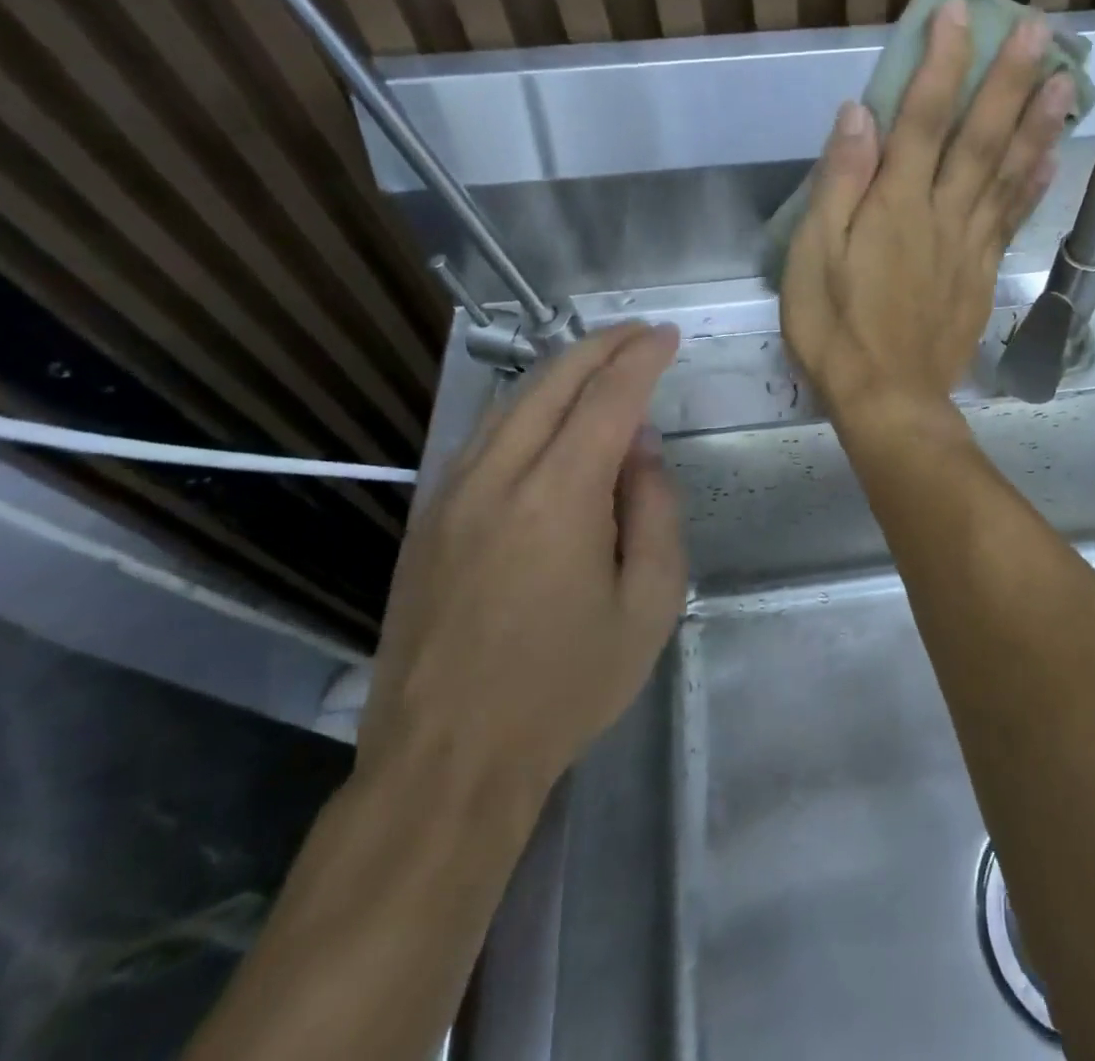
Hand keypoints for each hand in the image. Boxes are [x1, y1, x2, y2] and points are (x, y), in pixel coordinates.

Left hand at [355, 322, 685, 847]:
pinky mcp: (428, 520)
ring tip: (599, 364)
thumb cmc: (565, 687)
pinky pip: (483, 439)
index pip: (608, 399)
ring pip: (510, 404)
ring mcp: (451, 496)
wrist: (447, 761)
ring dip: (559, 373)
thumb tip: (640, 449)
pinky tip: (546, 419)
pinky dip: (525, 409)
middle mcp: (497, 478)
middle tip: (637, 334)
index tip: (667, 336)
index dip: (641, 359)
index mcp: (558, 497)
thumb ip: (653, 512)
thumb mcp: (648, 605)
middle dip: (599, 346)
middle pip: (551, 383)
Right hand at [781, 0, 1071, 426]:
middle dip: (1010, 79)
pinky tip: (1052, 157)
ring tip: (1067, 79)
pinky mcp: (983, 275)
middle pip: (981, 137)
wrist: (888, 399)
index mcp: (896, 205)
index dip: (943, 62)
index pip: (924, 118)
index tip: (959, 12)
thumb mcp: (813, 256)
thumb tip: (860, 114)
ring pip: (1010, 173)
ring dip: (1039, 124)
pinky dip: (1034, 185)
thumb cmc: (837, 329)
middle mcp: (943, 214)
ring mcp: (970, 245)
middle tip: (1041, 28)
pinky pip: (1013, 220)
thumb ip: (839, 184)